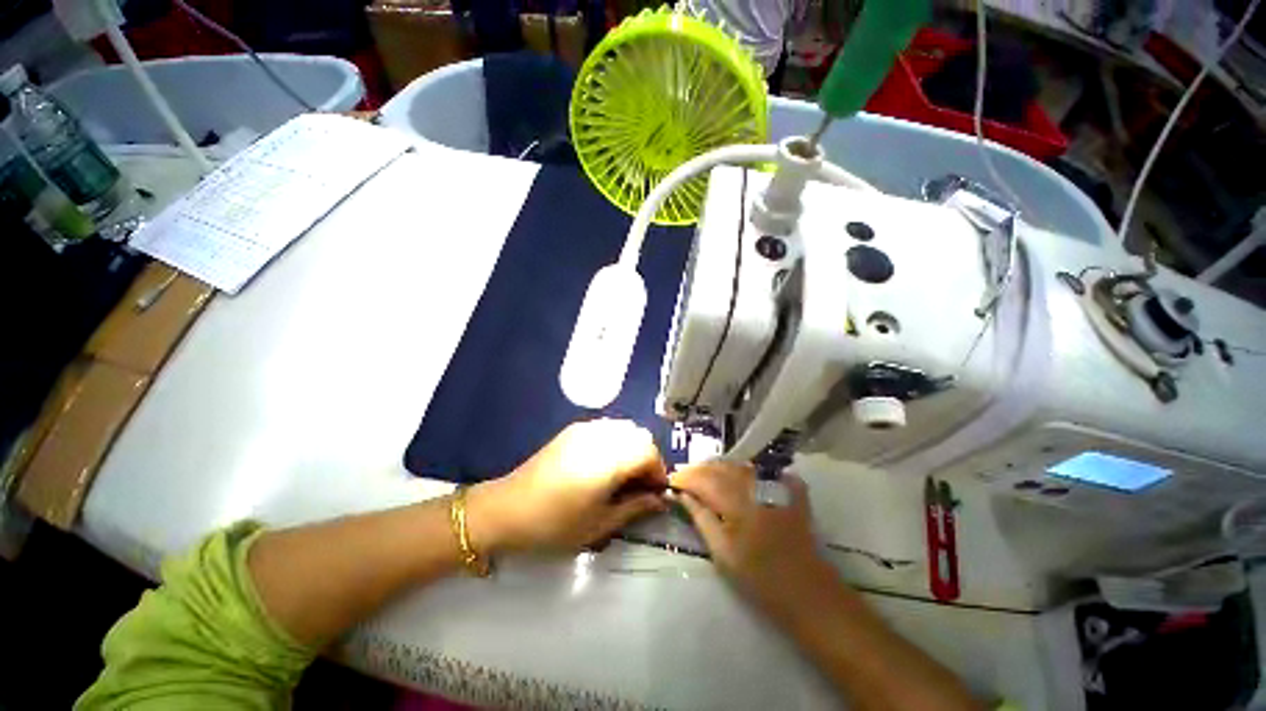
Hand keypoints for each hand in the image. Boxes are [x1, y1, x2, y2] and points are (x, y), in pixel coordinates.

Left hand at [467, 419, 669, 554]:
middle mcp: (601, 436)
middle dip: (647, 458)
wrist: (507, 509)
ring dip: (632, 448)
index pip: (650, 452)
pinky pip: (606, 428)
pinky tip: (603, 465)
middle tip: (640, 486)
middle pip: (640, 436)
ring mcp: (585, 429)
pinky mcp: (572, 430)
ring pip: (624, 428)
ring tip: (623, 475)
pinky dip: (616, 441)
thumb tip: (660, 500)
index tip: (655, 494)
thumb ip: (635, 507)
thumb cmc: (555, 524)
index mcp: (610, 459)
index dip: (658, 472)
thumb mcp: (600, 524)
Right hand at [673, 462, 835, 617]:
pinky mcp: (791, 492)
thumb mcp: (722, 552)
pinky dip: (752, 471)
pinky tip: (744, 477)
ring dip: (722, 468)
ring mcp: (775, 487)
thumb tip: (681, 495)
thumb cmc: (758, 578)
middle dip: (701, 469)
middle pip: (722, 467)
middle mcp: (755, 486)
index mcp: (736, 501)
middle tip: (687, 478)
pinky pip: (768, 470)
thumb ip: (700, 517)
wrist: (806, 592)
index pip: (703, 478)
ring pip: (742, 466)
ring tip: (708, 476)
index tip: (672, 481)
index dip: (686, 477)